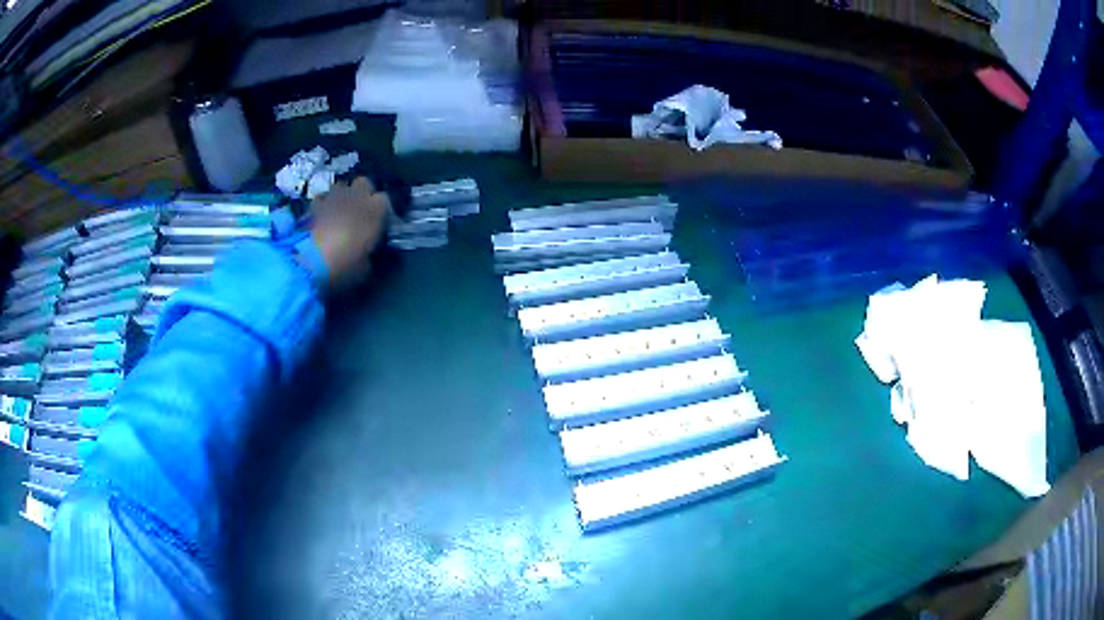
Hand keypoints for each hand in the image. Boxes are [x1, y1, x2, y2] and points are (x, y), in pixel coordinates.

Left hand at [309, 177, 390, 288]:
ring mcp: (334, 196)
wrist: (309, 261)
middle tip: (359, 212)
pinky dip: (323, 205)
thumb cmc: (345, 264)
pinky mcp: (314, 203)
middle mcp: (357, 196)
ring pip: (342, 186)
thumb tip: (366, 251)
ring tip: (338, 213)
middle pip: (364, 183)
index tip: (378, 224)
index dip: (381, 211)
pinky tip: (321, 217)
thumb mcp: (365, 267)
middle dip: (363, 194)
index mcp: (376, 210)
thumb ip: (369, 253)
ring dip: (342, 197)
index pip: (385, 200)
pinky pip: (322, 198)